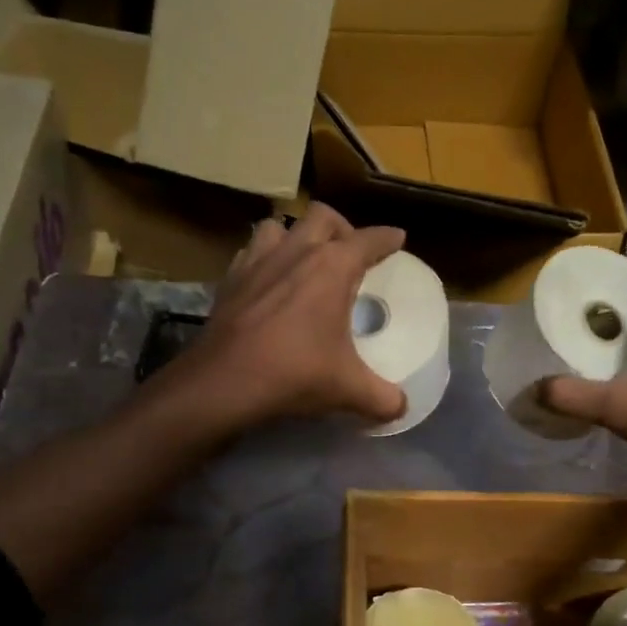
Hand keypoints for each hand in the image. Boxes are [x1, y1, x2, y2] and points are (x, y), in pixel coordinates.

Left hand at [172, 205, 407, 432]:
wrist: (224, 382)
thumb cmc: (295, 374)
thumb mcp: (349, 390)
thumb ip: (384, 398)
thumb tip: (402, 408)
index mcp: (332, 267)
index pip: (369, 240)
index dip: (387, 238)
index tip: (397, 238)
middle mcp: (296, 252)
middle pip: (322, 217)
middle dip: (341, 228)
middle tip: (349, 252)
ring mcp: (257, 261)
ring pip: (279, 226)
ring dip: (296, 236)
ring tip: (304, 260)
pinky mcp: (229, 279)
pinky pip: (250, 253)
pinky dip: (264, 259)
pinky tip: (267, 281)